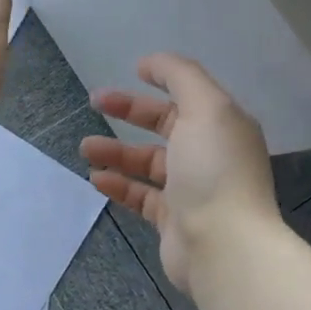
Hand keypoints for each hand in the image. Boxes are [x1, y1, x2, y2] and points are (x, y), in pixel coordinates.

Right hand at [81, 53, 278, 293]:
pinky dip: (119, 184)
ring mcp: (191, 189)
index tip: (132, 70)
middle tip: (94, 102)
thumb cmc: (214, 170)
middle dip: (130, 111)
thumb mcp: (205, 108)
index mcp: (222, 125)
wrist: (225, 247)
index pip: (189, 94)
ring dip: (116, 151)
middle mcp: (209, 154)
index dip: (162, 78)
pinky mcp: (173, 220)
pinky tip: (96, 178)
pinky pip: (141, 195)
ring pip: (148, 162)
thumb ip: (181, 76)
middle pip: (165, 125)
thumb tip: (152, 62)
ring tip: (85, 147)